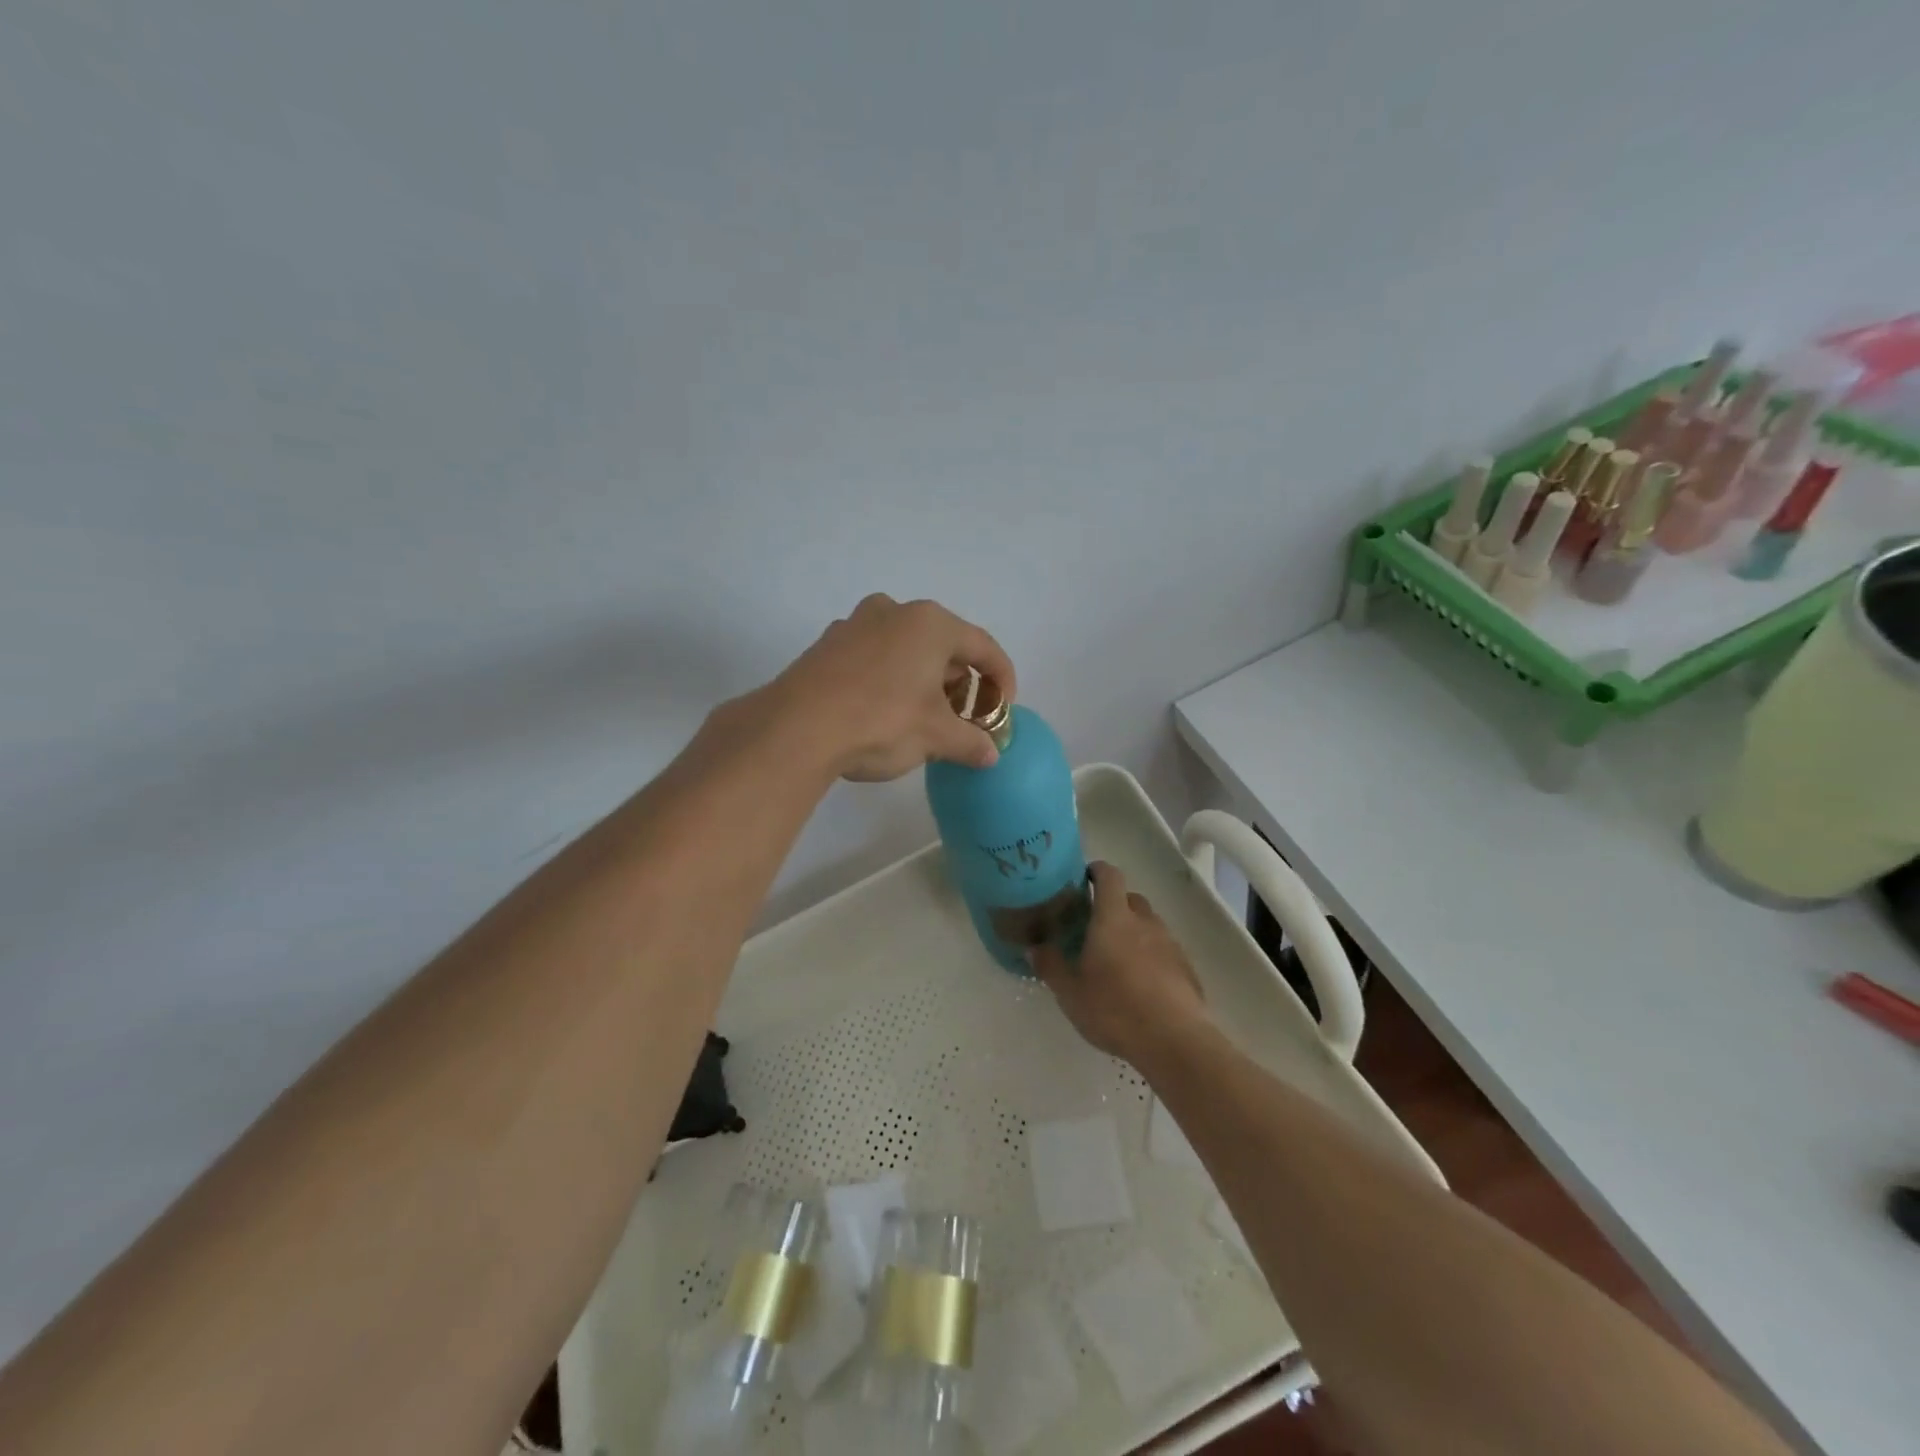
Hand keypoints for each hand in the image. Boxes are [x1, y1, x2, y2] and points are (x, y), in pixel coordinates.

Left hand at [768, 594, 1017, 781]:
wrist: (796, 728)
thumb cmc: (882, 721)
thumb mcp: (936, 736)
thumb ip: (971, 742)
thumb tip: (990, 754)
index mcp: (930, 623)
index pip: (983, 647)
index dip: (1002, 680)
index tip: (1004, 711)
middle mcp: (894, 611)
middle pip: (944, 646)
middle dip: (959, 684)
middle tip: (963, 720)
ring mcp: (855, 625)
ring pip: (906, 651)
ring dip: (924, 682)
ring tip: (925, 720)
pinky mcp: (827, 646)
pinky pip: (874, 659)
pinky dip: (891, 681)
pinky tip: (884, 714)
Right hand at [1031, 861, 1208, 1067]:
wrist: (1175, 1040)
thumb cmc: (1115, 1009)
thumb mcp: (1070, 993)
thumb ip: (1050, 966)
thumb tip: (1034, 947)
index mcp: (1114, 918)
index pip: (1109, 876)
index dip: (1097, 871)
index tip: (1084, 878)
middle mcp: (1144, 922)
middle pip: (1130, 899)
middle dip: (1113, 905)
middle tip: (1094, 927)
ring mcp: (1170, 944)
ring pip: (1149, 925)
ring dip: (1133, 933)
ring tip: (1117, 960)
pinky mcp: (1186, 968)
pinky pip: (1164, 951)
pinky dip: (1151, 957)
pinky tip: (1141, 985)